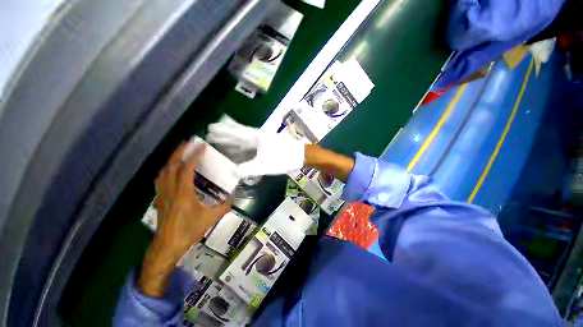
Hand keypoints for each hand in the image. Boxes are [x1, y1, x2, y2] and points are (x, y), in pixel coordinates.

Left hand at [137, 142, 230, 297]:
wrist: (167, 246)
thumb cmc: (189, 231)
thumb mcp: (210, 218)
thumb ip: (224, 205)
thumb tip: (234, 195)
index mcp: (183, 193)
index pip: (187, 169)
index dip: (194, 156)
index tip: (202, 146)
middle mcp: (171, 190)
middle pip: (171, 165)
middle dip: (180, 151)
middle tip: (189, 142)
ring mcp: (162, 193)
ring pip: (163, 170)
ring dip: (171, 158)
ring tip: (180, 152)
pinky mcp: (159, 198)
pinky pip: (160, 178)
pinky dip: (166, 169)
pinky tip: (171, 169)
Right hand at [206, 115, 304, 176]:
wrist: (299, 155)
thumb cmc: (282, 159)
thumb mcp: (264, 166)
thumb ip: (247, 169)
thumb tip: (231, 172)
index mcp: (255, 137)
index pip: (234, 132)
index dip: (222, 131)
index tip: (209, 128)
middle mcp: (257, 136)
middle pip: (237, 133)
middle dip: (224, 134)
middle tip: (209, 134)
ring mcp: (262, 140)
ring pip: (243, 139)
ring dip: (231, 140)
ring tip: (219, 141)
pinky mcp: (266, 145)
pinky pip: (250, 145)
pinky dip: (241, 147)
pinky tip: (237, 150)